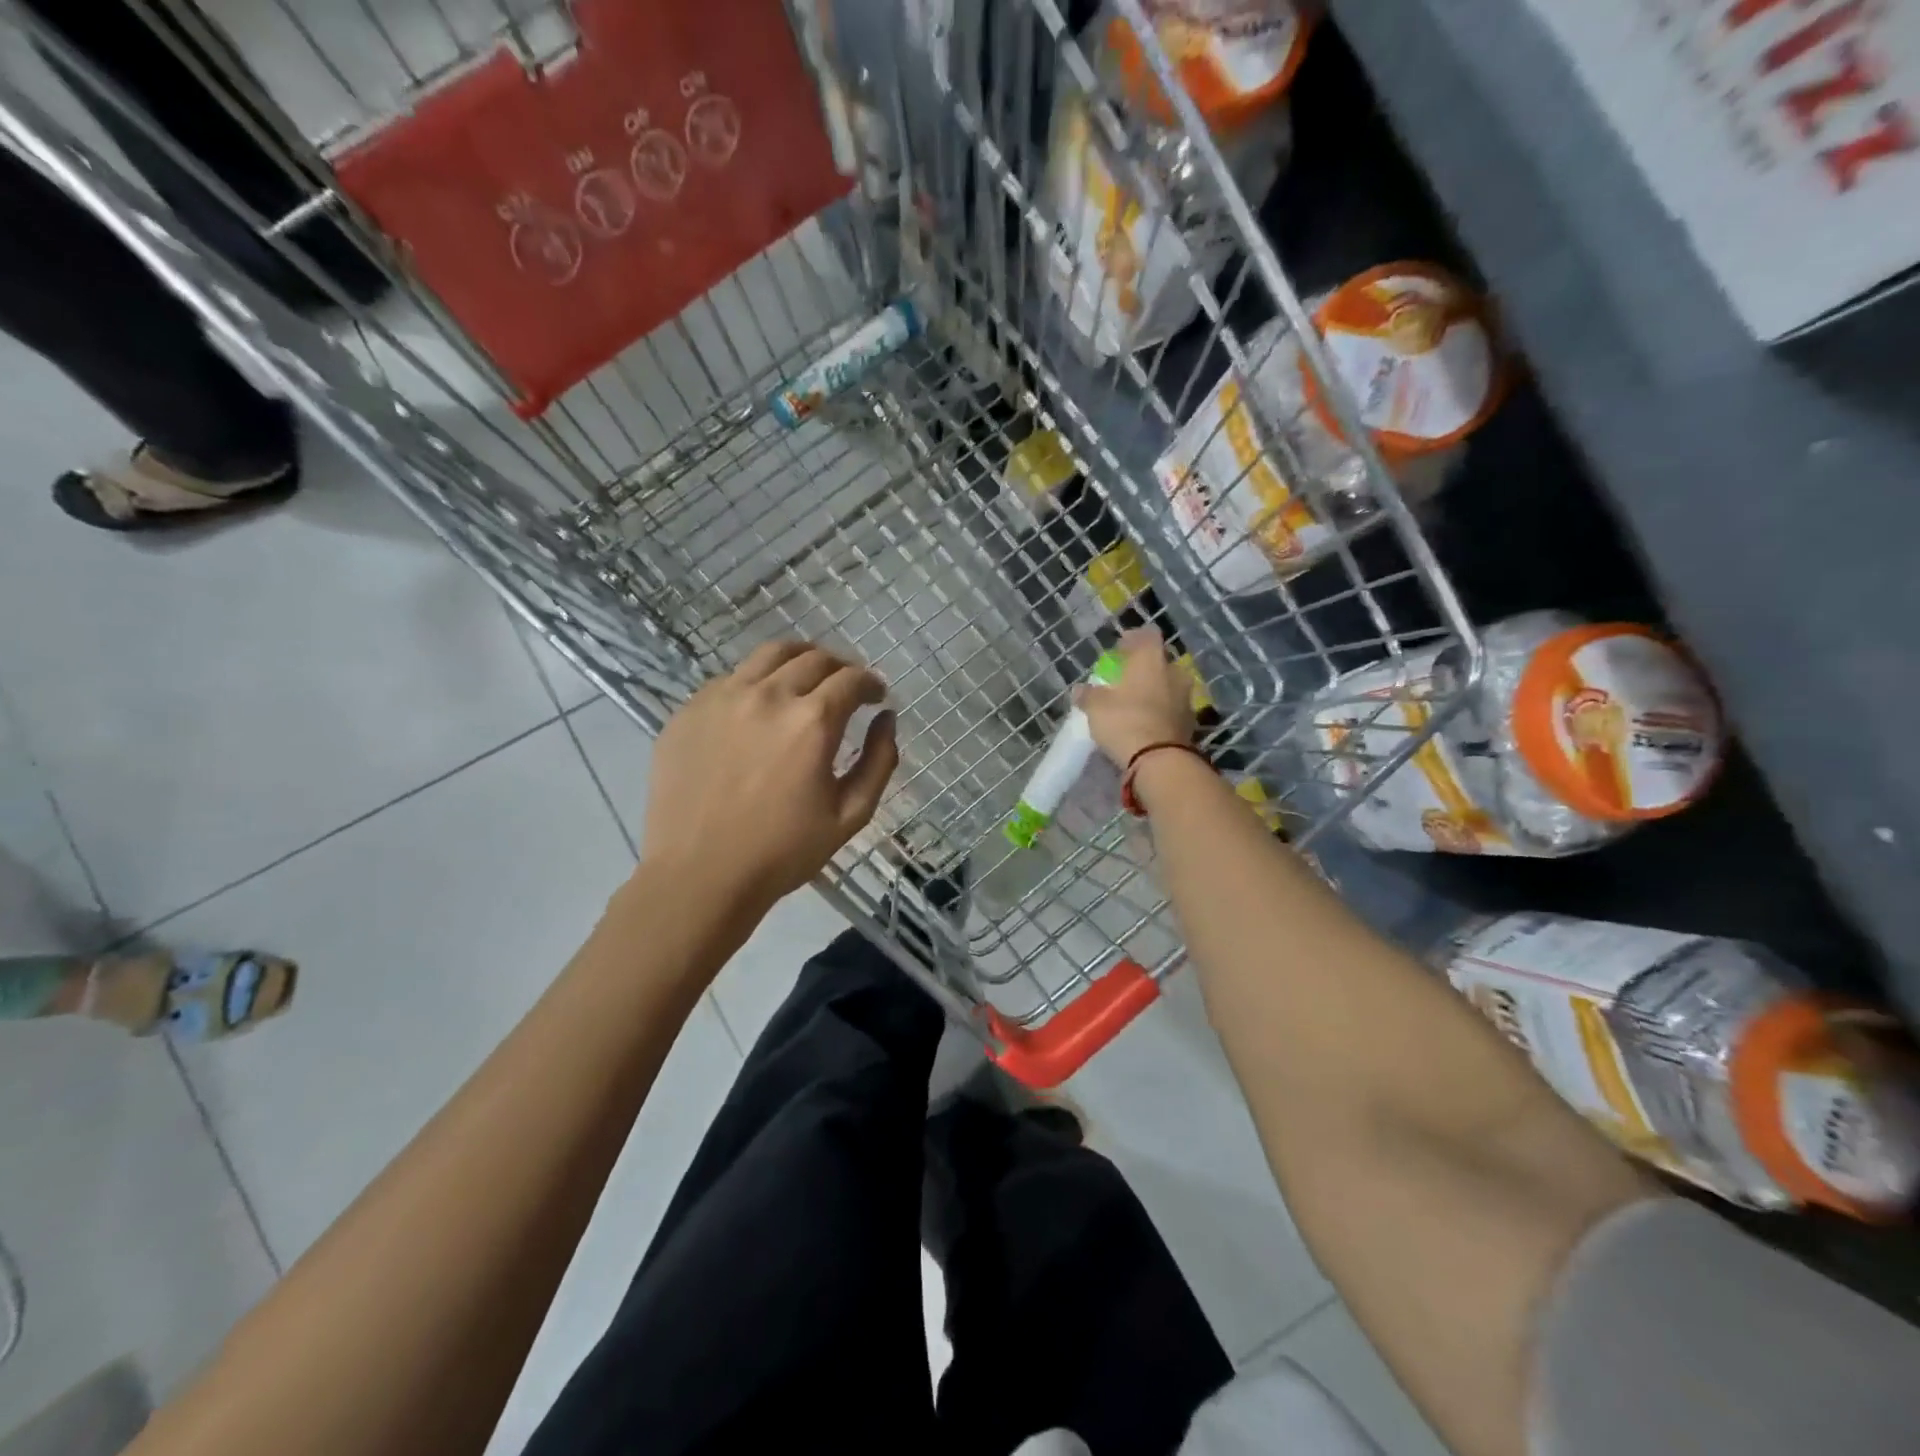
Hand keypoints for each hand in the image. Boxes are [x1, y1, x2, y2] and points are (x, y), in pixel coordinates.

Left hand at [642, 641, 898, 907]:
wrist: (700, 875)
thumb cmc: (783, 851)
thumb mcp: (851, 815)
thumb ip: (879, 761)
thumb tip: (886, 719)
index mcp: (812, 721)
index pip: (851, 679)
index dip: (871, 683)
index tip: (876, 696)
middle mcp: (769, 696)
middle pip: (814, 658)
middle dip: (840, 668)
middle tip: (846, 687)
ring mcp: (723, 697)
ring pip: (770, 654)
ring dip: (799, 660)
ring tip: (805, 678)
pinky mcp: (690, 710)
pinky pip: (732, 678)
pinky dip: (757, 681)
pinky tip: (759, 707)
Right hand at [1077, 628, 1196, 765]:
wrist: (1160, 760)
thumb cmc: (1125, 721)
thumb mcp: (1096, 708)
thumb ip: (1088, 695)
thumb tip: (1080, 690)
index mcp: (1151, 659)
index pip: (1147, 635)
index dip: (1133, 639)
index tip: (1120, 650)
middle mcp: (1174, 672)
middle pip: (1160, 661)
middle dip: (1144, 668)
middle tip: (1126, 679)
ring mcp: (1186, 697)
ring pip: (1169, 685)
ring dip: (1155, 691)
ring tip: (1136, 704)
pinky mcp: (1190, 722)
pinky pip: (1172, 708)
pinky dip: (1161, 711)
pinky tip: (1147, 722)